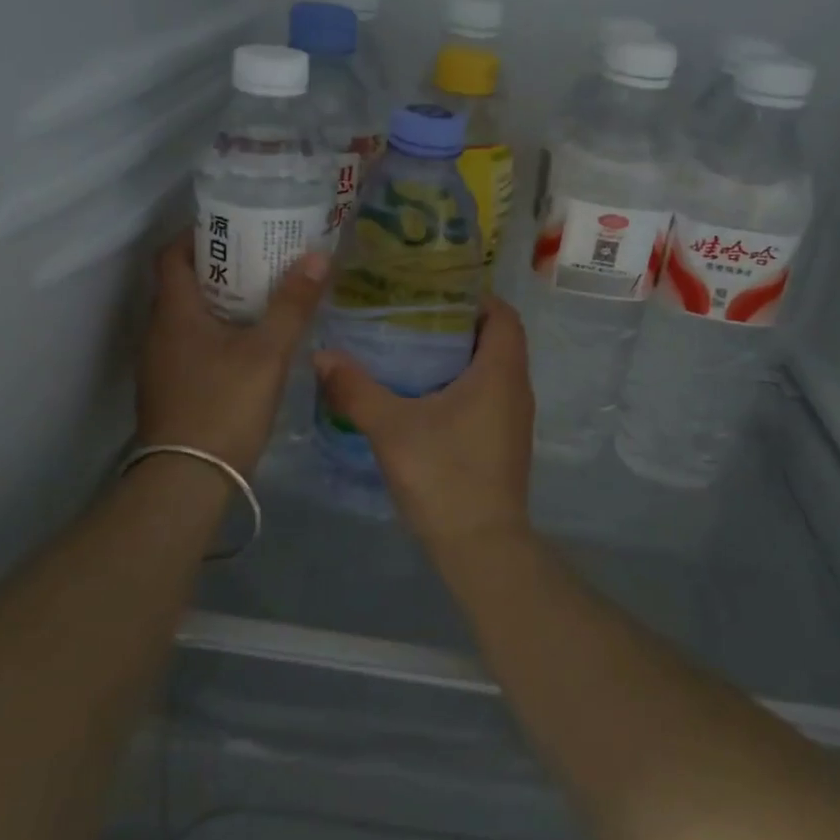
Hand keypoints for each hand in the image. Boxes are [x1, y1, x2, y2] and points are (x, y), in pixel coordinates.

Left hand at [136, 232, 327, 476]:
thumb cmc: (224, 404)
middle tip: (263, 260)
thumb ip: (292, 305)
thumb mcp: (267, 352)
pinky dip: (217, 334)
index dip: (199, 236)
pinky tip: (250, 346)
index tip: (236, 230)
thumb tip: (318, 256)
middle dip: (220, 267)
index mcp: (174, 312)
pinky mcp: (170, 390)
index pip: (171, 255)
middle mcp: (158, 332)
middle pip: (182, 284)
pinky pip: (191, 346)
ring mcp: (160, 364)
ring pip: (188, 317)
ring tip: (263, 298)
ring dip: (220, 302)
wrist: (187, 481)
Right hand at [312, 297, 534, 553]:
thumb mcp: (392, 428)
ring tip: (410, 350)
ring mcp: (514, 419)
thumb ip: (356, 389)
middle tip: (410, 316)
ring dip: (458, 356)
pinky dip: (462, 385)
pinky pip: (488, 396)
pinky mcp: (504, 442)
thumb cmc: (444, 476)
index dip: (475, 297)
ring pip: (491, 370)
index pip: (503, 314)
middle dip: (457, 324)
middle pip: (496, 339)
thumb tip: (322, 355)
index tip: (434, 291)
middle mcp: (516, 388)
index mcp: (501, 372)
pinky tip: (422, 396)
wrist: (481, 548)